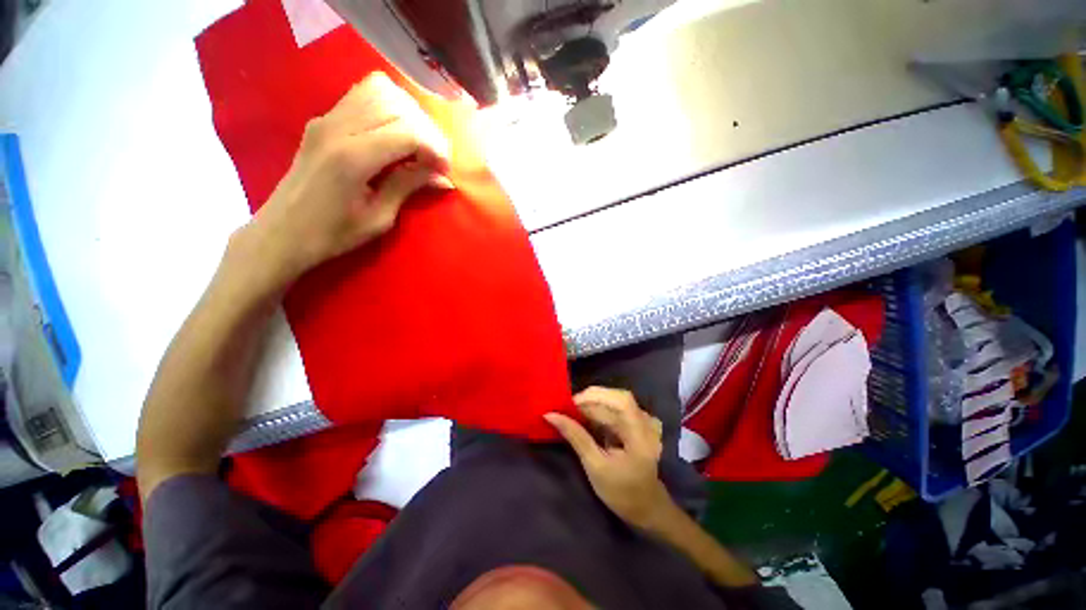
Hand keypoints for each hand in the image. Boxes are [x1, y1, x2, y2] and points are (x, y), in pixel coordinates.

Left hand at [248, 72, 451, 284]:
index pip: (408, 132)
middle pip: (397, 105)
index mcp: (352, 158)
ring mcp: (326, 118)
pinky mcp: (322, 119)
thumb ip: (408, 187)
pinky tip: (395, 134)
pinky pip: (362, 95)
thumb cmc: (332, 234)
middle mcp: (337, 127)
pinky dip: (387, 107)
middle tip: (434, 159)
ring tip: (418, 144)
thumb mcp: (379, 218)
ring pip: (379, 90)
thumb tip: (443, 177)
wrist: (282, 232)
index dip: (435, 149)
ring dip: (408, 114)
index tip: (445, 171)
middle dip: (426, 131)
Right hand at [545, 387, 673, 529]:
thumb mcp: (595, 466)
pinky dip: (598, 412)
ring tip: (571, 415)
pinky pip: (615, 409)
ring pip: (613, 402)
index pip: (620, 400)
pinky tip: (585, 420)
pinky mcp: (637, 422)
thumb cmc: (622, 492)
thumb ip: (575, 436)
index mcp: (641, 433)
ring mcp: (643, 420)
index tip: (568, 405)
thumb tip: (550, 415)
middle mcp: (645, 421)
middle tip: (565, 410)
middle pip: (614, 398)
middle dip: (588, 401)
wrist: (646, 508)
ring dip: (591, 406)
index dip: (594, 397)